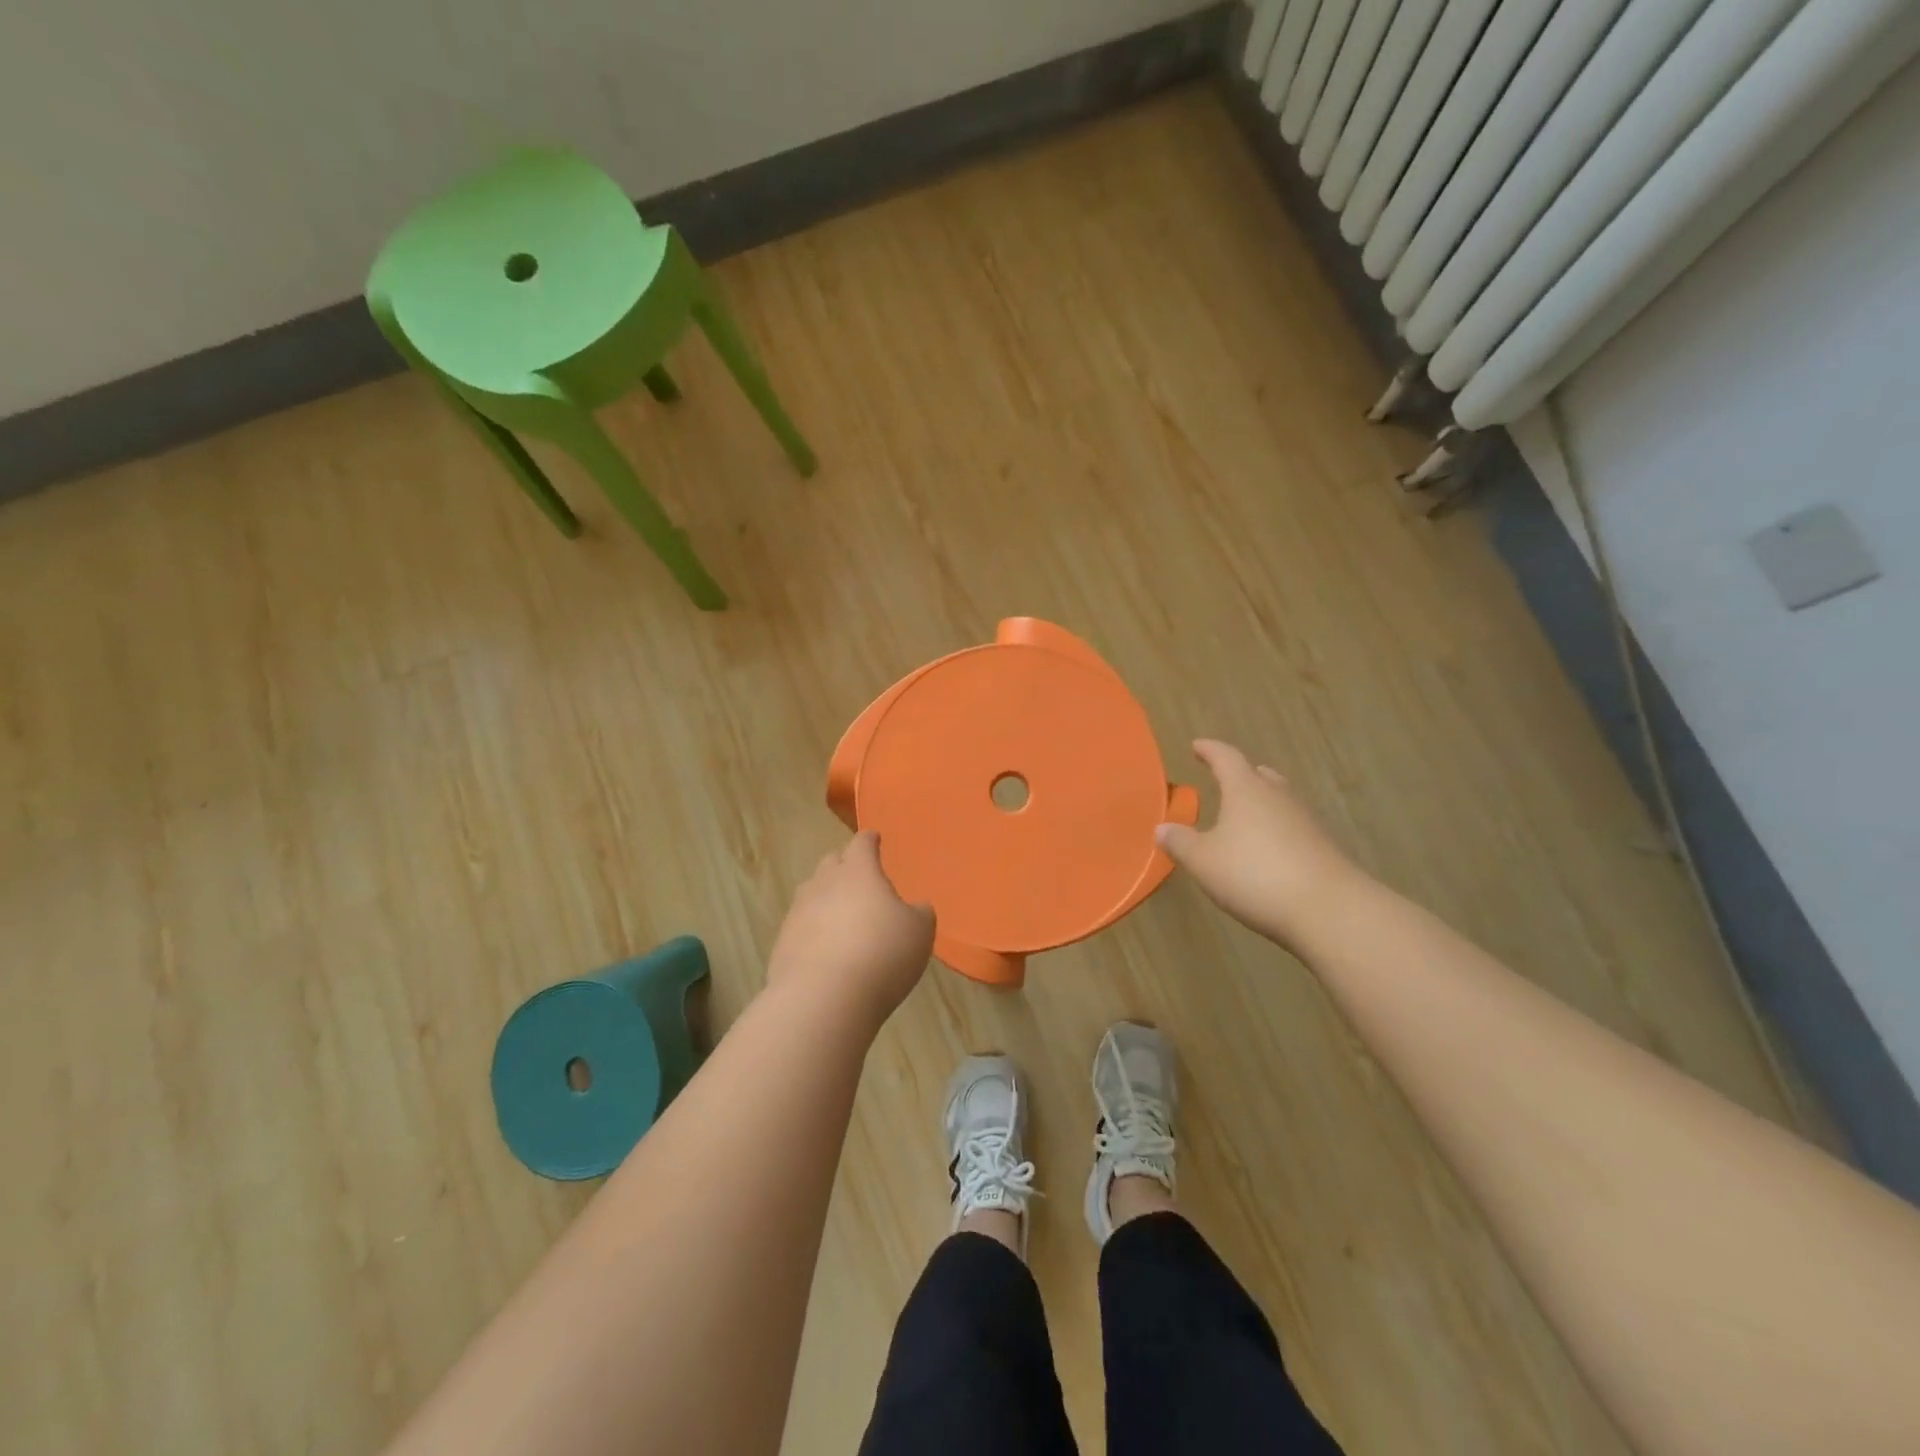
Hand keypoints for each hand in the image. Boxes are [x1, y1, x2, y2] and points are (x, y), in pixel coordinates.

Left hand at [767, 832, 934, 1026]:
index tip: (874, 838)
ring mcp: (798, 912)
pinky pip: (801, 925)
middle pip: (831, 863)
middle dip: (844, 865)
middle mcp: (824, 884)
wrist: (823, 998)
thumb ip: (920, 913)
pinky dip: (813, 929)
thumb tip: (916, 907)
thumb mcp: (919, 932)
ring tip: (841, 913)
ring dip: (826, 897)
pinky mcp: (782, 943)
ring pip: (812, 893)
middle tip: (858, 877)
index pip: (862, 844)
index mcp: (859, 872)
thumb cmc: (882, 954)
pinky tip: (825, 948)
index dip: (869, 840)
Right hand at [1156, 740, 1362, 949]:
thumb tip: (1162, 828)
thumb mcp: (1204, 861)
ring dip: (1260, 803)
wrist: (1329, 910)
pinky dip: (1275, 829)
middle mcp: (1278, 796)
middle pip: (1259, 775)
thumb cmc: (1255, 875)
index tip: (1197, 746)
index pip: (1226, 758)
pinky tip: (1267, 849)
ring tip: (1243, 814)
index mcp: (1246, 790)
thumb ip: (1180, 843)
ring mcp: (1306, 821)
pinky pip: (1292, 827)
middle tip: (1224, 778)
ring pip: (1279, 800)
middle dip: (1240, 775)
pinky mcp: (1322, 847)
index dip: (1209, 750)